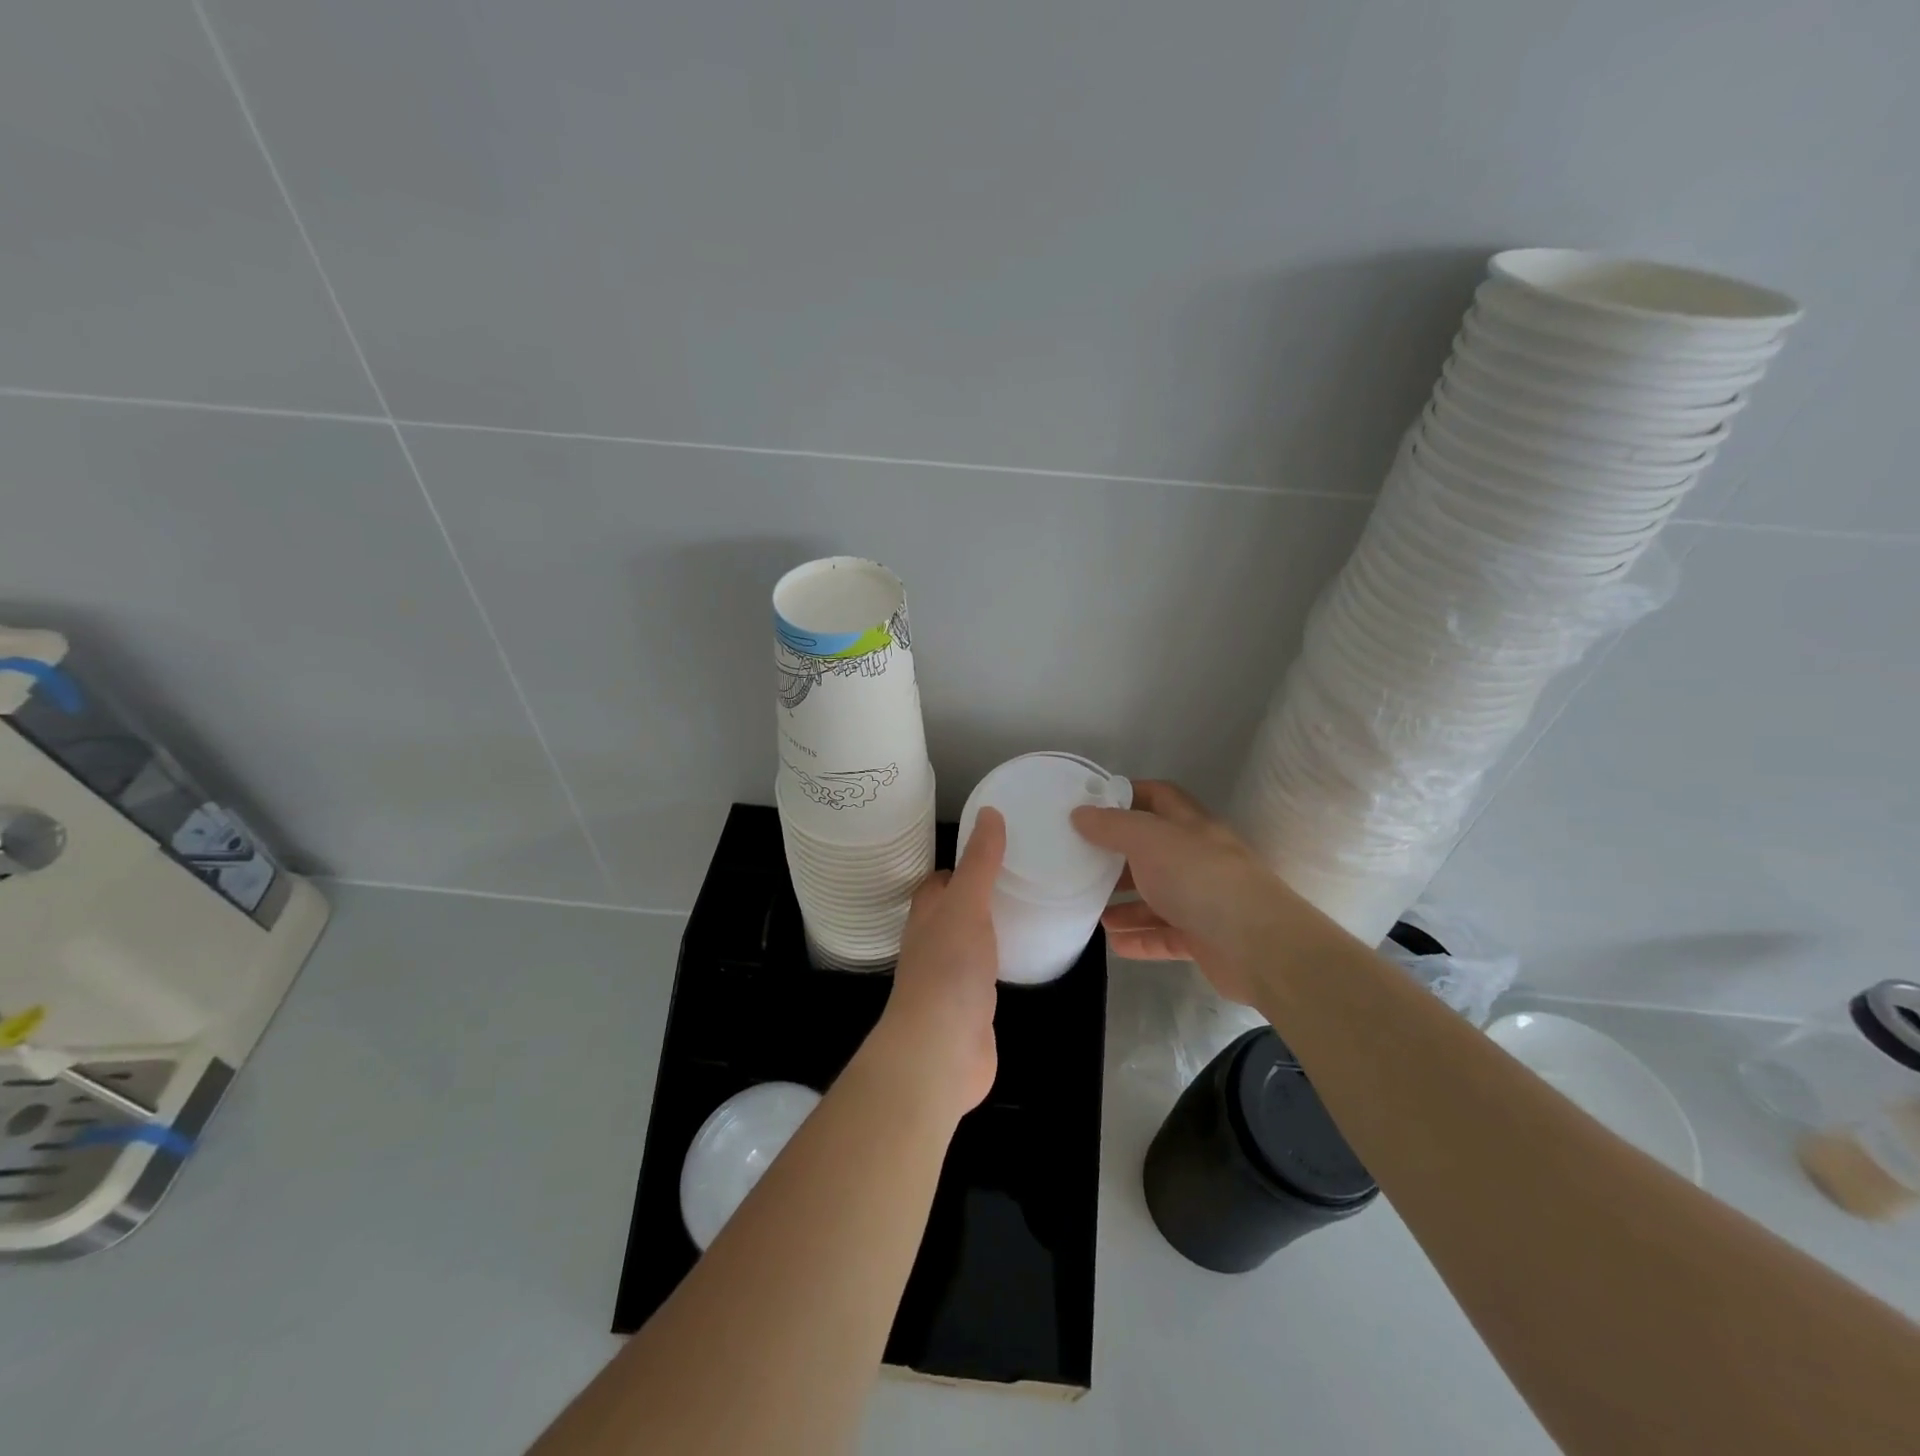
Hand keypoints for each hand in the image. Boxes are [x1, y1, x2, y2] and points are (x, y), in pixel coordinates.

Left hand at [867, 808, 1005, 1119]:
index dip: (963, 865)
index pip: (940, 881)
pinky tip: (1025, 957)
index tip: (996, 850)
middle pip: (955, 910)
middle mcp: (933, 943)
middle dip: (981, 895)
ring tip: (1031, 909)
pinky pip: (987, 974)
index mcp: (927, 915)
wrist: (940, 1050)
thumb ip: (980, 862)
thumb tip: (990, 811)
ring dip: (992, 928)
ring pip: (971, 942)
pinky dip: (1002, 961)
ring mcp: (951, 977)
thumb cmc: (949, 968)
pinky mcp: (970, 1007)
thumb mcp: (967, 904)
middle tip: (1024, 878)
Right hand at [1071, 780, 1284, 1005]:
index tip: (1091, 806)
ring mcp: (1203, 900)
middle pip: (1152, 851)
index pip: (1158, 797)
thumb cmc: (1199, 878)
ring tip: (1092, 911)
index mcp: (1189, 826)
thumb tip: (1080, 813)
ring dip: (1126, 904)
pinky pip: (1165, 935)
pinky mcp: (1204, 939)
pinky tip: (1115, 944)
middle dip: (1118, 857)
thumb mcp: (1148, 841)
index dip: (1127, 795)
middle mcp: (1197, 858)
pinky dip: (1140, 938)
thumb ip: (1112, 826)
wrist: (1257, 945)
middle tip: (1081, 864)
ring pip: (1157, 897)